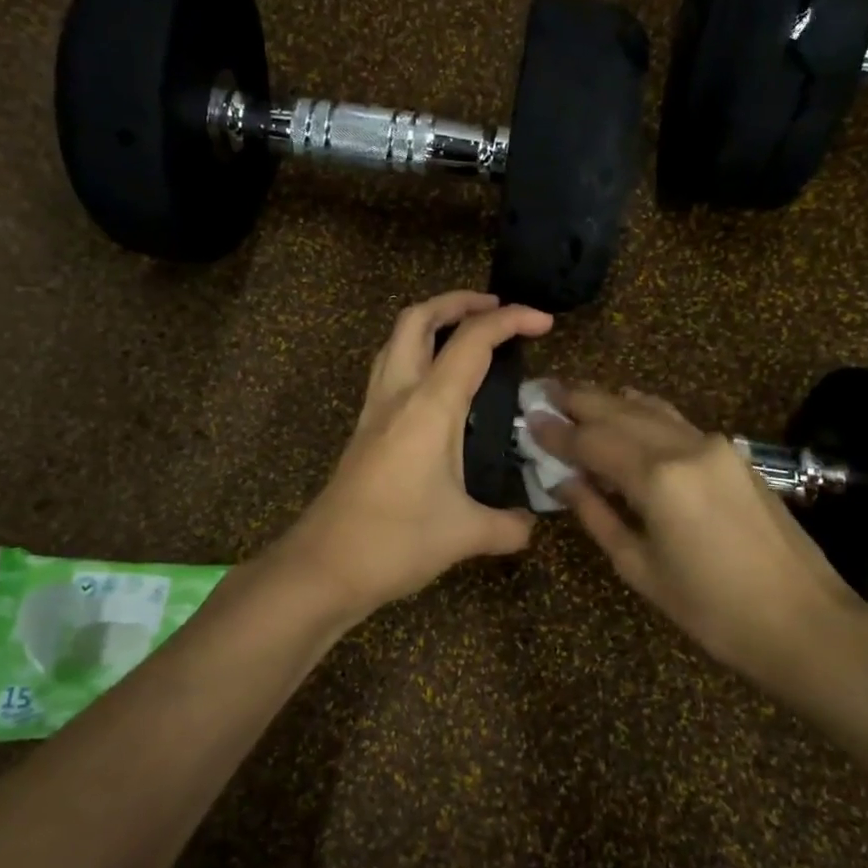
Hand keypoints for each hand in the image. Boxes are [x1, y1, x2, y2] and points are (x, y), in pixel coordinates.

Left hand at [281, 292, 553, 618]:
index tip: (544, 322)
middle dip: (458, 301)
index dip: (511, 320)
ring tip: (464, 333)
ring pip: (396, 340)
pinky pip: (388, 370)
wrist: (323, 566)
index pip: (472, 341)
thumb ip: (508, 525)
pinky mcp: (364, 430)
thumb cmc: (395, 542)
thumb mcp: (465, 534)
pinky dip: (415, 354)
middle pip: (418, 319)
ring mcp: (374, 410)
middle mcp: (397, 394)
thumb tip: (530, 525)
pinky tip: (436, 385)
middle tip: (494, 309)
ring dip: (430, 322)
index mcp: (429, 406)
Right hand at [530, 384, 867, 691]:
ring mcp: (715, 446)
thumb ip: (598, 516)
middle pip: (620, 412)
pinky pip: (677, 421)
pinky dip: (645, 411)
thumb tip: (565, 481)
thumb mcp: (640, 568)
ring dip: (611, 399)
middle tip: (544, 390)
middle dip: (579, 401)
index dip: (557, 432)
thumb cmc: (712, 609)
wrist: (805, 621)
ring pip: (651, 410)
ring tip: (578, 395)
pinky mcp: (734, 455)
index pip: (592, 442)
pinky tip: (630, 409)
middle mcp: (685, 447)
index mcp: (657, 478)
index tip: (527, 419)